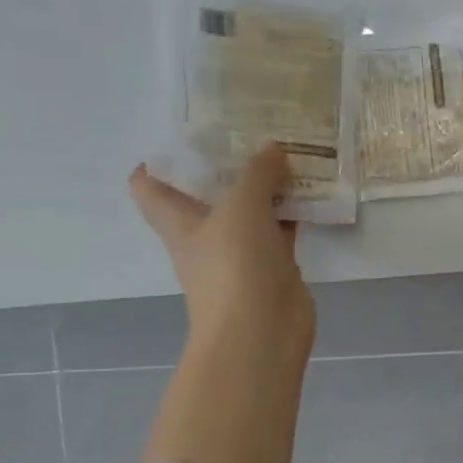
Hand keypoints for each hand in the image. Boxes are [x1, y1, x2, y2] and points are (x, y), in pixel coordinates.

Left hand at [128, 147, 316, 370]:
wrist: (261, 331)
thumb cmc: (234, 266)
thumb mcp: (241, 208)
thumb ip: (257, 174)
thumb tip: (272, 148)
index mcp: (178, 220)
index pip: (149, 185)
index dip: (159, 159)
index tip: (187, 134)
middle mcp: (205, 234)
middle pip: (206, 192)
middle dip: (226, 164)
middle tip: (251, 131)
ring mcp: (241, 251)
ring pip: (250, 209)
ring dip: (266, 185)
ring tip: (288, 151)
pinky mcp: (274, 265)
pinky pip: (281, 229)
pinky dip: (294, 211)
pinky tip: (313, 190)